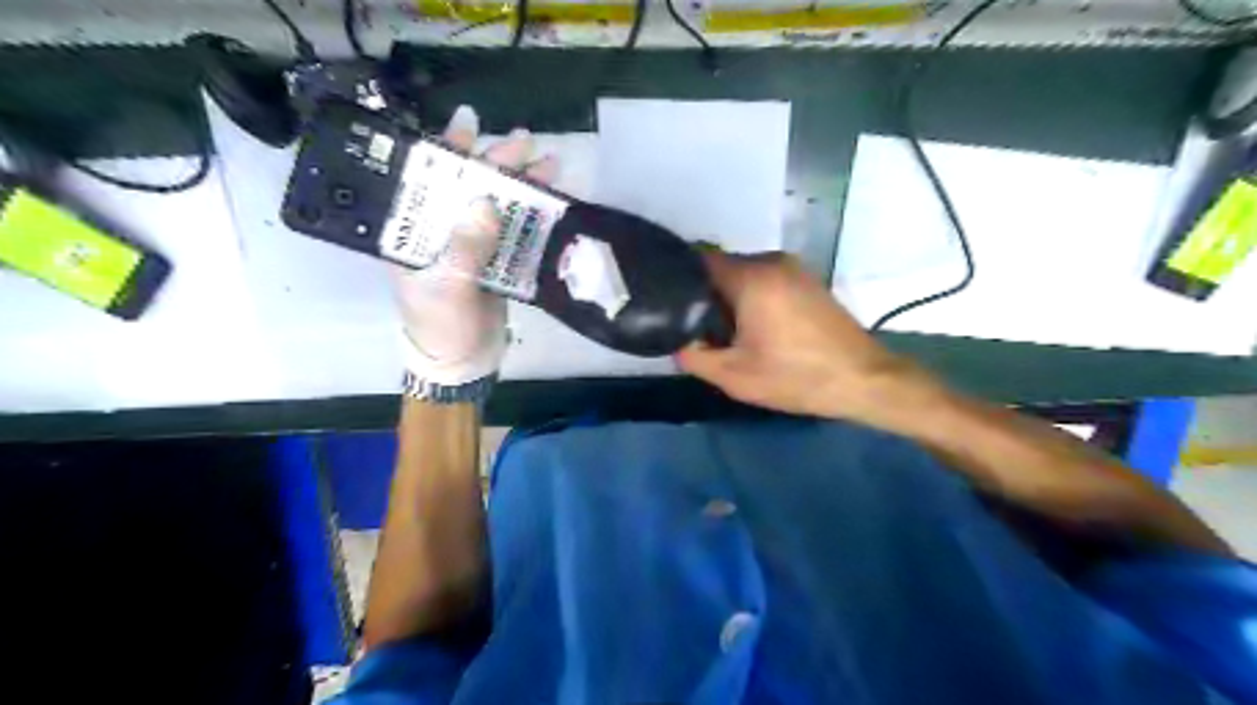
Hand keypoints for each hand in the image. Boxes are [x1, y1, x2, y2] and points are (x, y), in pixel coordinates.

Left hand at [393, 104, 556, 385]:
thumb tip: (485, 200)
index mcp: (414, 232)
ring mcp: (473, 244)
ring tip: (550, 162)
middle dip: (496, 162)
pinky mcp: (497, 260)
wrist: (465, 362)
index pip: (426, 180)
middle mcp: (441, 231)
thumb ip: (464, 246)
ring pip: (497, 205)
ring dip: (522, 185)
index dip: (445, 150)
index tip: (467, 123)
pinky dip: (534, 216)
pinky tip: (553, 200)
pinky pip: (516, 231)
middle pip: (469, 187)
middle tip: (524, 140)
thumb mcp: (447, 287)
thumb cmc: (441, 326)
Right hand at [678, 250, 932, 423]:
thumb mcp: (734, 376)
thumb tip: (678, 341)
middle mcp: (771, 262)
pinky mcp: (807, 281)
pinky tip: (751, 328)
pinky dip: (751, 297)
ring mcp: (794, 268)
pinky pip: (765, 280)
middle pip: (721, 267)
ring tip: (720, 330)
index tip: (664, 301)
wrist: (863, 379)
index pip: (698, 260)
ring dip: (728, 297)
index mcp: (751, 277)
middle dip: (703, 293)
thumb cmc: (795, 377)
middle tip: (692, 325)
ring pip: (743, 274)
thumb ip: (693, 356)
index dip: (676, 278)